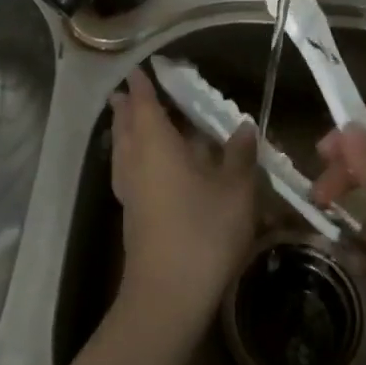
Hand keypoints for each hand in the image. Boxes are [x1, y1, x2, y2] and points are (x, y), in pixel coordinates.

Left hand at [109, 64, 257, 338]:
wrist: (168, 296)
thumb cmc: (203, 231)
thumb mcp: (235, 190)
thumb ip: (239, 154)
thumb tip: (244, 126)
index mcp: (156, 143)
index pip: (144, 103)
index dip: (142, 84)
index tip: (140, 68)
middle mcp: (135, 160)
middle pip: (125, 125)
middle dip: (127, 106)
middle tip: (129, 91)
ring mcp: (129, 190)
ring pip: (121, 149)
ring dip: (125, 131)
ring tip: (130, 121)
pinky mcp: (131, 215)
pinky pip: (126, 170)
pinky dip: (131, 156)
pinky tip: (146, 167)